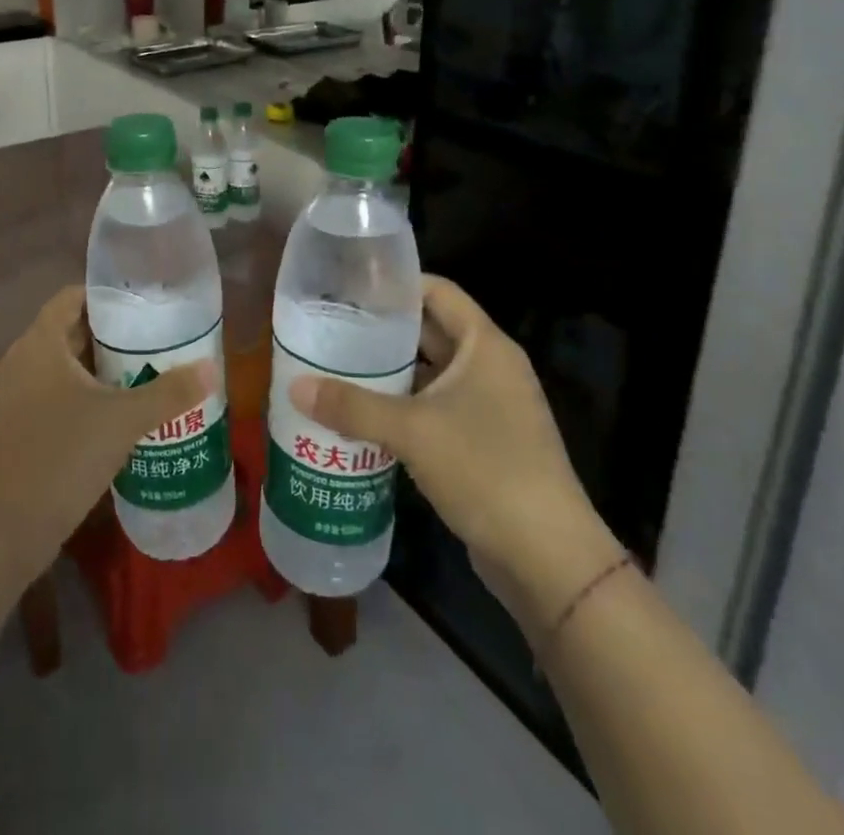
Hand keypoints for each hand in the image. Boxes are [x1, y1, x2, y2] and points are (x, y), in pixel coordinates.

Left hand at [0, 286, 218, 571]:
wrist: (3, 531)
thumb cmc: (61, 457)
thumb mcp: (123, 420)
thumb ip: (169, 392)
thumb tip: (212, 369)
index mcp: (41, 343)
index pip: (73, 297)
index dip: (108, 296)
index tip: (145, 304)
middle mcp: (24, 361)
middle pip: (73, 331)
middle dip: (114, 334)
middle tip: (158, 338)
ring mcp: (18, 396)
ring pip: (67, 367)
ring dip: (104, 368)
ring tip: (149, 372)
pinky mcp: (21, 427)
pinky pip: (59, 395)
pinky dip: (88, 396)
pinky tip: (122, 414)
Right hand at [290, 275, 623, 632]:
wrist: (549, 558)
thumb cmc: (485, 470)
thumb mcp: (412, 431)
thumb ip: (352, 406)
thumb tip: (294, 387)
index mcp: (485, 345)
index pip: (437, 291)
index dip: (396, 284)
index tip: (350, 287)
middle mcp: (491, 367)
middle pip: (431, 331)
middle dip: (384, 331)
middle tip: (333, 328)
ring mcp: (491, 407)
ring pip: (432, 374)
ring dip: (391, 373)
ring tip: (338, 368)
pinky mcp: (485, 443)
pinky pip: (437, 409)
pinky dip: (404, 407)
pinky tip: (364, 417)